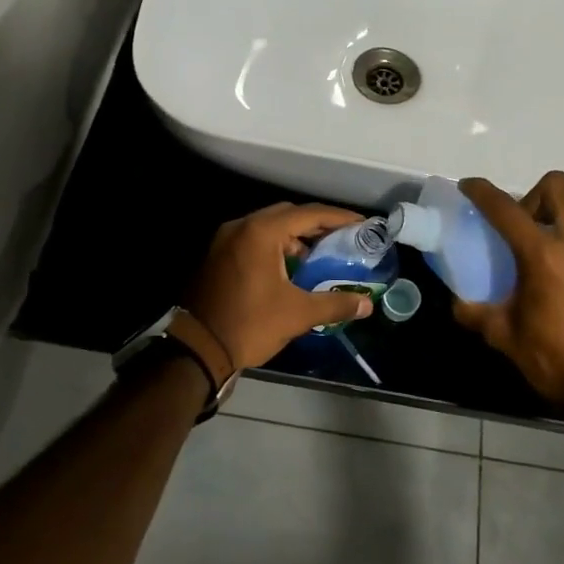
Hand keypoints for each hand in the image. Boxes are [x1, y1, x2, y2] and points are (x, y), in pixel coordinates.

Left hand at [181, 202, 374, 371]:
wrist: (197, 350)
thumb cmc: (249, 325)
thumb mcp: (297, 314)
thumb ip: (335, 304)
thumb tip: (366, 304)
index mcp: (261, 232)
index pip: (308, 214)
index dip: (338, 217)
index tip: (362, 223)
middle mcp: (241, 226)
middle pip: (287, 214)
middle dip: (316, 224)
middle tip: (343, 237)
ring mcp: (225, 239)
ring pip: (268, 227)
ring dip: (294, 237)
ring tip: (319, 256)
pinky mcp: (217, 255)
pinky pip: (253, 239)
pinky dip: (275, 246)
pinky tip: (291, 267)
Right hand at [452, 172, 563, 418]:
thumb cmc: (558, 362)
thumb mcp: (506, 338)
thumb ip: (476, 312)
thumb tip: (458, 301)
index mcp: (543, 255)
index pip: (505, 208)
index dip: (482, 192)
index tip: (469, 186)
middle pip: (555, 185)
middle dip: (533, 196)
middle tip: (525, 225)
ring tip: (557, 238)